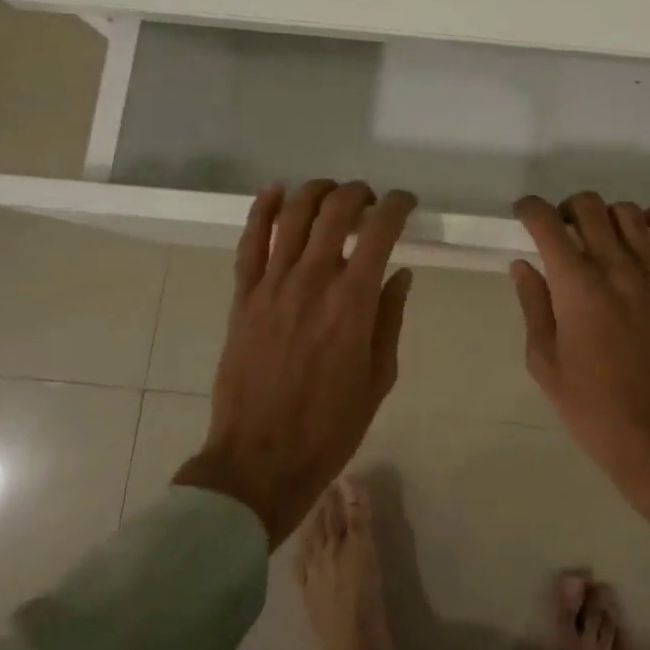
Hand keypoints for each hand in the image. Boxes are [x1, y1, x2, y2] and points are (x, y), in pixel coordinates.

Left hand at [174, 180, 416, 547]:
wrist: (261, 459)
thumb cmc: (331, 426)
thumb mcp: (379, 376)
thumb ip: (390, 318)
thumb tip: (400, 274)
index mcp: (354, 301)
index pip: (380, 230)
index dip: (398, 205)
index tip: (406, 203)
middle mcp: (313, 280)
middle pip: (335, 210)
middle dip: (359, 193)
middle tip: (370, 200)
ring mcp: (272, 285)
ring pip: (292, 214)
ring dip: (316, 191)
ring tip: (331, 192)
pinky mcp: (243, 296)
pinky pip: (250, 241)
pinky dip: (261, 209)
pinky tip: (274, 190)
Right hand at [512, 193, 649, 557]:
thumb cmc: (594, 409)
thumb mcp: (545, 364)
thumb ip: (533, 306)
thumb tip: (523, 265)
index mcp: (576, 287)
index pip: (547, 223)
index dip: (529, 209)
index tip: (523, 214)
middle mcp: (616, 268)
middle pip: (589, 206)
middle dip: (565, 209)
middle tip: (559, 233)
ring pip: (628, 212)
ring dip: (605, 215)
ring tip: (597, 238)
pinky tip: (641, 235)